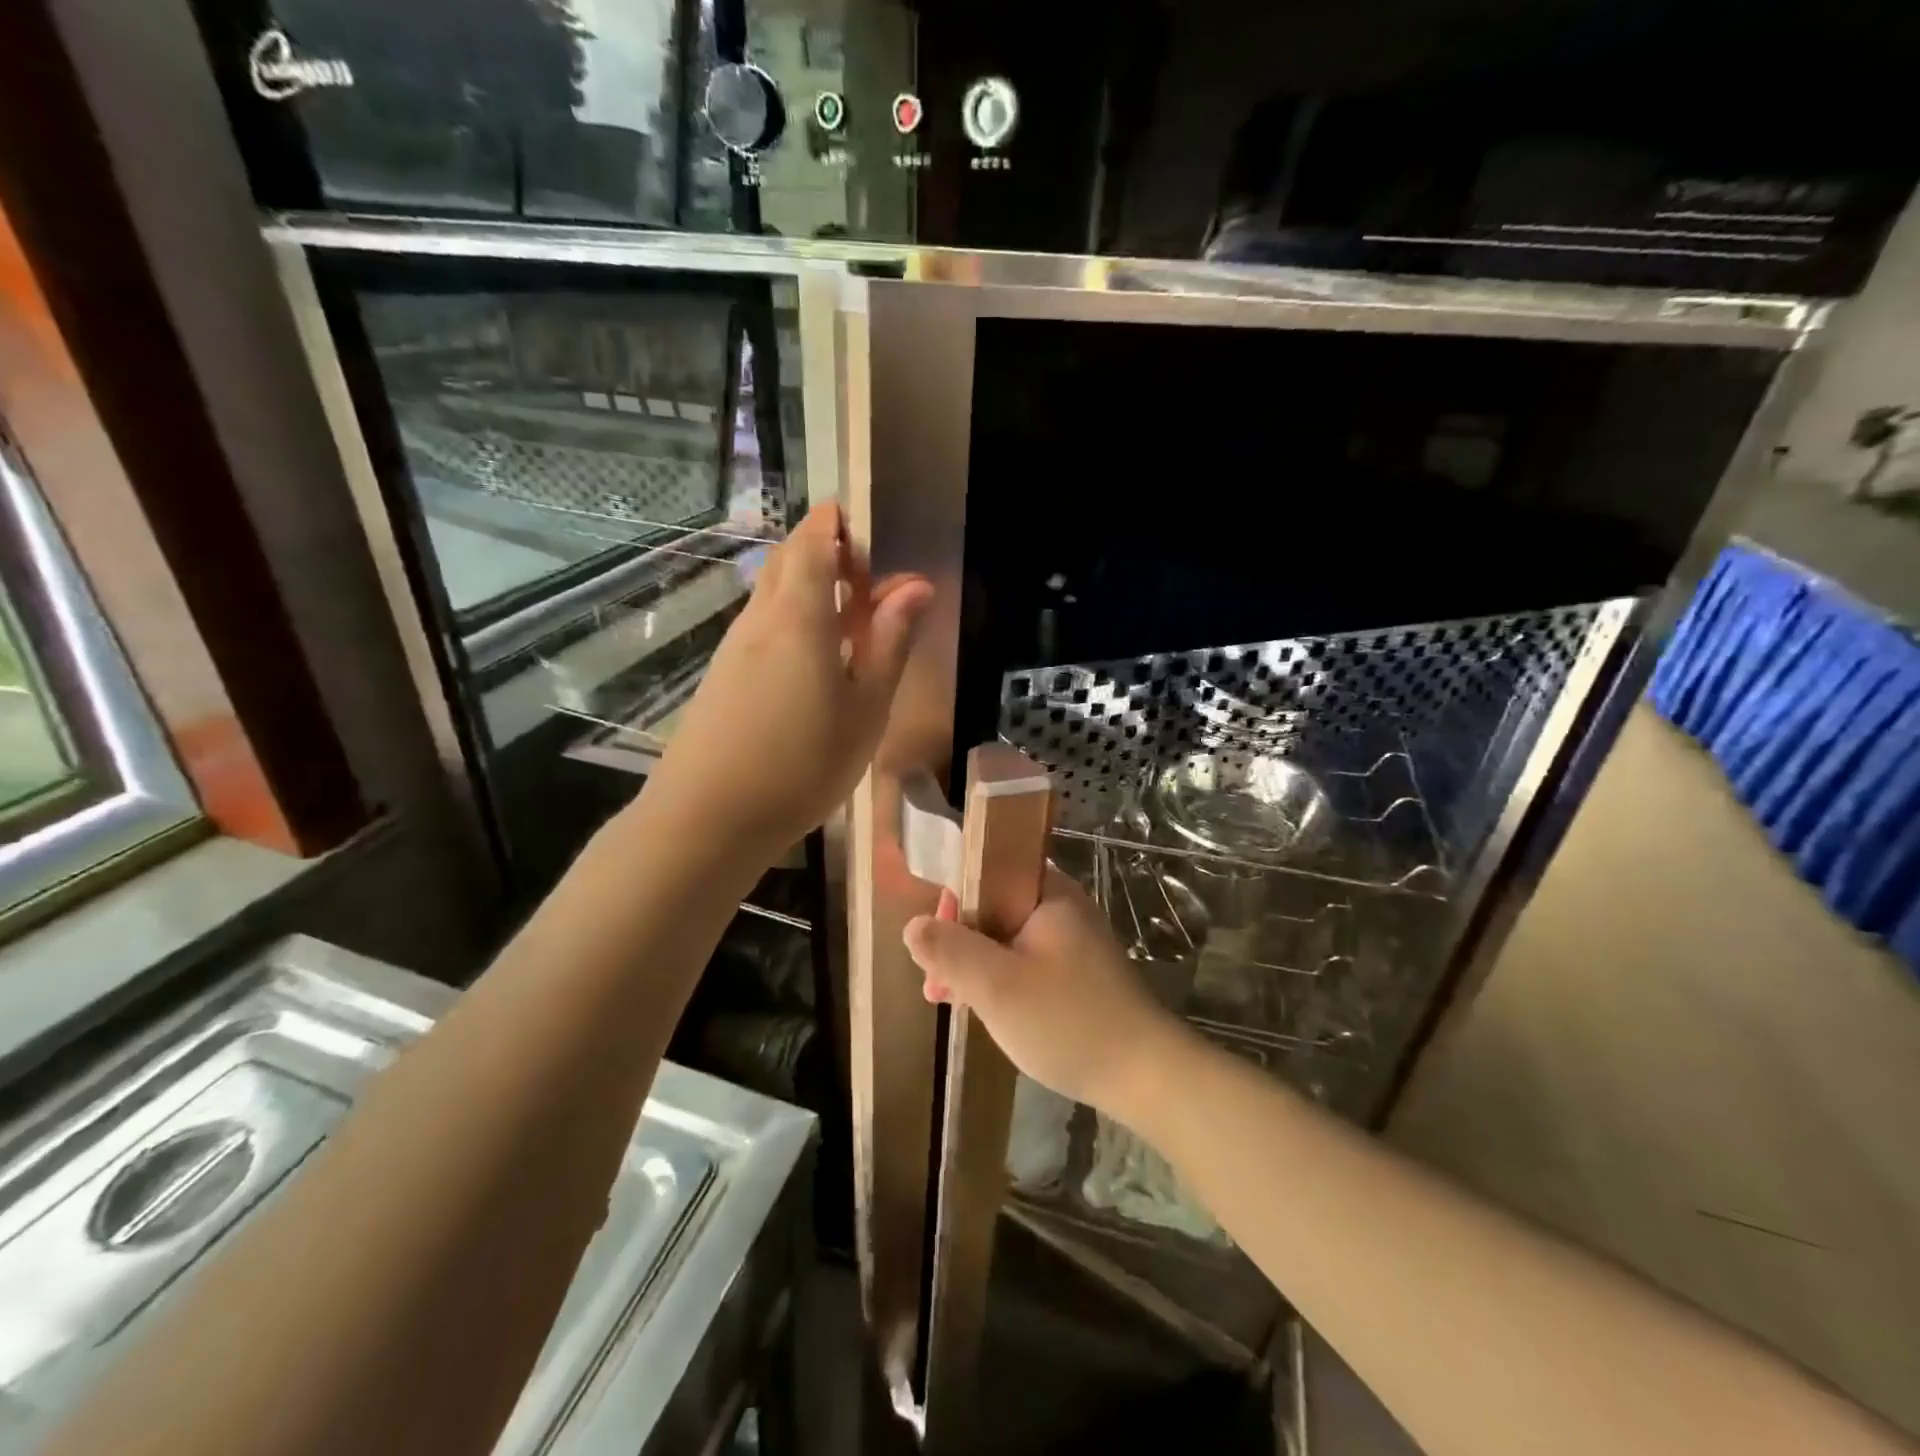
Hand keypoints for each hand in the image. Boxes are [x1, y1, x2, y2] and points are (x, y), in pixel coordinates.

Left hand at [645, 503, 931, 858]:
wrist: (708, 818)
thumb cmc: (802, 763)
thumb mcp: (866, 707)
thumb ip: (890, 642)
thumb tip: (915, 586)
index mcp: (799, 614)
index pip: (814, 539)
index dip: (840, 524)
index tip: (873, 536)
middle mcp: (760, 618)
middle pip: (790, 561)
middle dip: (830, 555)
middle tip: (872, 588)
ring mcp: (735, 646)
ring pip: (775, 594)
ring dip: (814, 591)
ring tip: (855, 629)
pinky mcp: (724, 675)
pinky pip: (765, 627)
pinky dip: (795, 623)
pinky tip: (819, 666)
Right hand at [902, 870, 1188, 1117]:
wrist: (1146, 1077)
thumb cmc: (1067, 1020)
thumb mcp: (996, 985)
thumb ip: (950, 950)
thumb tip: (914, 925)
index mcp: (1049, 893)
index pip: (990, 870)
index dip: (954, 899)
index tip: (934, 939)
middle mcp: (1063, 908)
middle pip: (995, 907)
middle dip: (958, 940)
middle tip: (934, 983)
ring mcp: (1073, 943)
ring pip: (1007, 939)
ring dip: (975, 964)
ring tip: (945, 1000)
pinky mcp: (1078, 975)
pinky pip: (1026, 963)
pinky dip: (1000, 980)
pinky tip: (981, 1010)